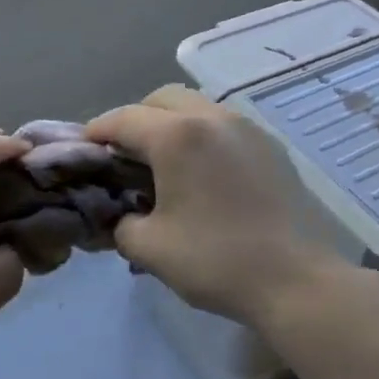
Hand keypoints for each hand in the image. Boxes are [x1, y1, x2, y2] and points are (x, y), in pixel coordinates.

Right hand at [85, 86, 344, 330]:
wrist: (294, 278)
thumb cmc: (215, 260)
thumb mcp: (149, 248)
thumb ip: (121, 223)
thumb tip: (122, 214)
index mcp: (178, 135)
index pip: (124, 119)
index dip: (97, 131)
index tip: (84, 150)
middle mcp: (213, 117)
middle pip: (162, 99)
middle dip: (136, 119)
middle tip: (124, 155)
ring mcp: (247, 127)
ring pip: (197, 106)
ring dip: (172, 123)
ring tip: (164, 162)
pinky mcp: (270, 145)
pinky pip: (224, 125)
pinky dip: (202, 135)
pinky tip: (203, 172)